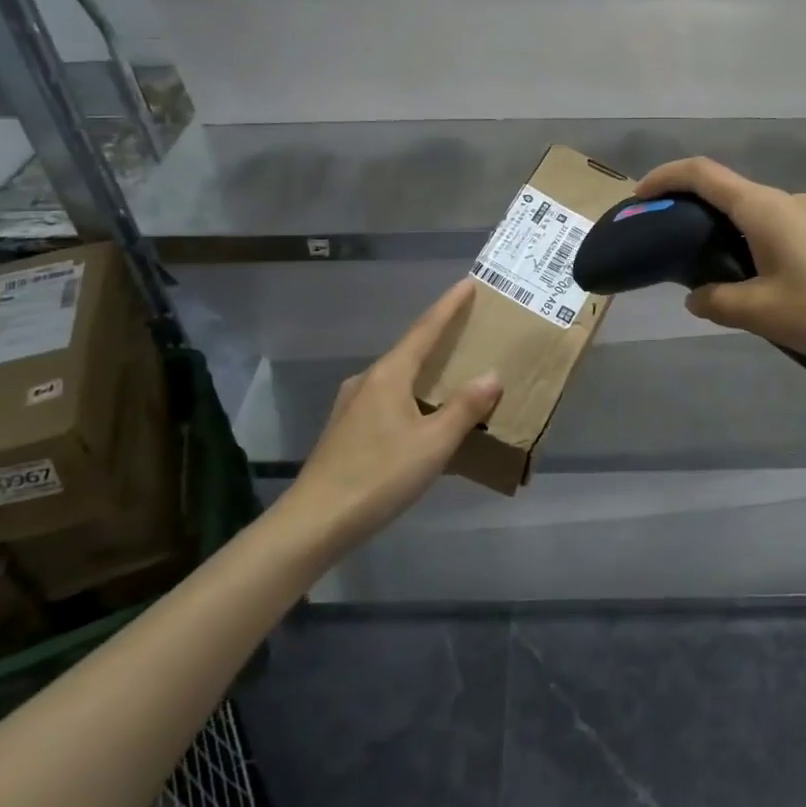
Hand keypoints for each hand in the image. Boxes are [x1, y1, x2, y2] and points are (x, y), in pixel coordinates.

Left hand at [285, 279, 501, 553]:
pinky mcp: (346, 429)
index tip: (468, 283)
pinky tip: (422, 418)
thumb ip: (464, 408)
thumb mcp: (432, 444)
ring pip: (398, 377)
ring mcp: (352, 405)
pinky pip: (388, 399)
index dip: (449, 306)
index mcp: (389, 375)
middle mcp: (368, 380)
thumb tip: (491, 375)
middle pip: (411, 350)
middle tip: (470, 331)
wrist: (314, 522)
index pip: (425, 329)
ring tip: (452, 376)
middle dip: (440, 339)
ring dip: (426, 372)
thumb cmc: (378, 476)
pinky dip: (412, 396)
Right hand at [636, 158, 805, 370]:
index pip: (700, 174)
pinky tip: (761, 292)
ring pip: (753, 218)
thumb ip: (719, 302)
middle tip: (668, 254)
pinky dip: (753, 250)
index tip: (638, 199)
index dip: (663, 178)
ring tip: (713, 283)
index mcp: (762, 208)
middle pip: (725, 194)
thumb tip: (696, 296)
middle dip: (689, 215)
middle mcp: (786, 202)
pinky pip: (778, 233)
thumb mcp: (766, 314)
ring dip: (724, 239)